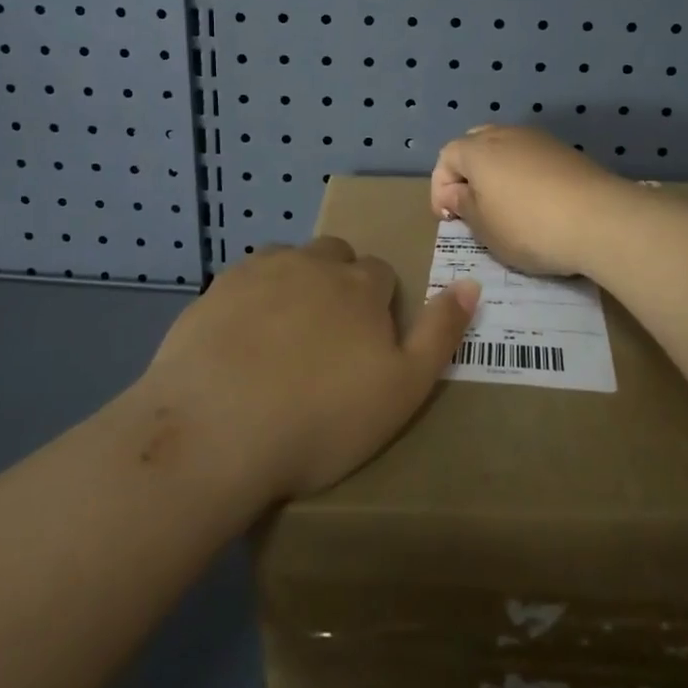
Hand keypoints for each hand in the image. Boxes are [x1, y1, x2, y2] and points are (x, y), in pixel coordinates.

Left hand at [145, 238, 477, 501]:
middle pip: (336, 257)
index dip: (378, 306)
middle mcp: (314, 263)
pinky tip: (240, 340)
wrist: (217, 430)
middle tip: (326, 340)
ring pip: (289, 262)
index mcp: (361, 285)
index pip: (381, 274)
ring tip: (283, 338)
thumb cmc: (321, 419)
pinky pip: (245, 280)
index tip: (366, 345)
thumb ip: (440, 333)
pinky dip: (251, 299)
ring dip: (295, 284)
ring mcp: (261, 271)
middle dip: (338, 284)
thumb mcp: (403, 389)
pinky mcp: (217, 288)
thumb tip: (470, 283)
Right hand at [431, 124, 633, 277]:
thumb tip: (455, 193)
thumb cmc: (529, 226)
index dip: (440, 188)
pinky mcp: (566, 152)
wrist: (602, 220)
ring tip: (504, 206)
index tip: (448, 219)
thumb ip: (463, 206)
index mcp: (477, 150)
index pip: (446, 157)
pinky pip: (532, 158)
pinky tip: (535, 203)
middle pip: (475, 144)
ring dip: (498, 173)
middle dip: (468, 173)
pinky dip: (525, 175)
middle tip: (472, 205)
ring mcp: (539, 140)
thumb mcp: (485, 227)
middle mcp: (506, 134)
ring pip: (506, 149)